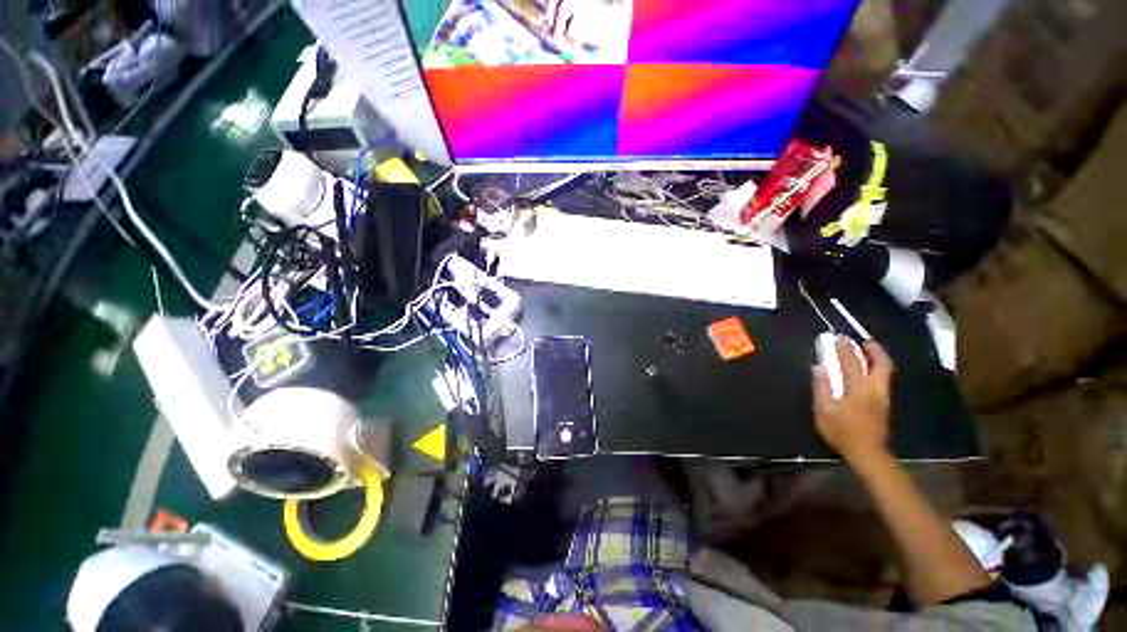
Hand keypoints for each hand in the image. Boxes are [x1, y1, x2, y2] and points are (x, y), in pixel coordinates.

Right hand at [813, 338, 894, 462]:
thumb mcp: (823, 410)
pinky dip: (877, 369)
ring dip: (877, 358)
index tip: (838, 338)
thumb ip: (821, 387)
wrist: (867, 452)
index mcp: (858, 389)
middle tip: (863, 341)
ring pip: (885, 371)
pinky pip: (883, 379)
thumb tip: (818, 368)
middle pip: (881, 364)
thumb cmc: (841, 431)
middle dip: (873, 350)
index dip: (844, 348)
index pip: (851, 362)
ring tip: (867, 351)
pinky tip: (869, 370)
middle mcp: (874, 389)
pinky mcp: (885, 403)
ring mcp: (883, 397)